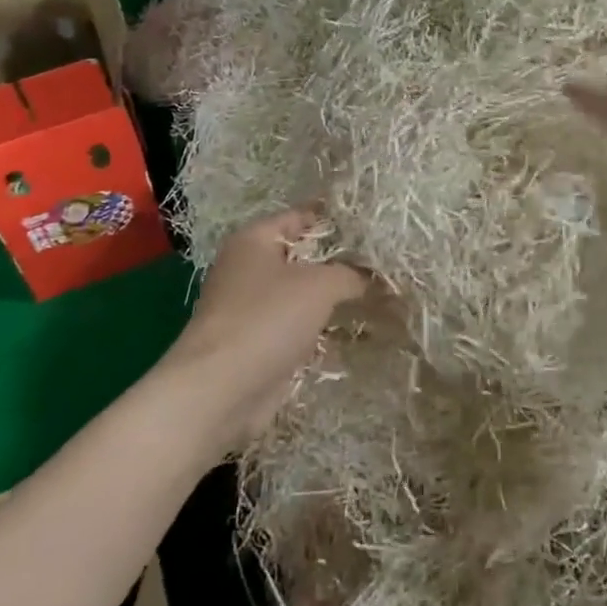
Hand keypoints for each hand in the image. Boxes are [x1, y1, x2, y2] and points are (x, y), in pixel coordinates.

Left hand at [165, 209, 367, 447]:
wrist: (220, 390)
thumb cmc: (267, 319)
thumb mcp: (320, 285)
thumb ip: (351, 274)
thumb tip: (373, 278)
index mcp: (255, 240)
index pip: (302, 216)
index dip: (337, 218)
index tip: (374, 224)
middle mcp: (250, 269)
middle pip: (305, 257)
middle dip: (343, 262)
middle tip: (385, 263)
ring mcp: (253, 309)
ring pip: (305, 295)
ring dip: (337, 299)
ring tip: (382, 297)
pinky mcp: (260, 344)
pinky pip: (301, 328)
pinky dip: (326, 330)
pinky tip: (360, 333)